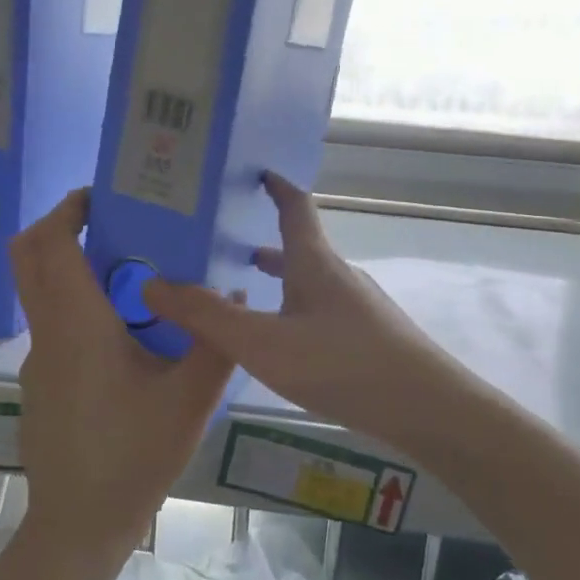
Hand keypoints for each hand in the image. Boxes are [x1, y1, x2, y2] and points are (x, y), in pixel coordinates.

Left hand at [10, 189, 236, 557]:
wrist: (78, 528)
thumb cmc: (133, 458)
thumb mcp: (190, 400)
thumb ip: (216, 343)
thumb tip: (235, 299)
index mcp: (77, 326)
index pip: (50, 244)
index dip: (68, 208)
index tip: (104, 196)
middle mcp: (48, 333)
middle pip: (28, 257)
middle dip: (61, 226)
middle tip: (113, 221)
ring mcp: (38, 360)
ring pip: (40, 290)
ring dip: (73, 266)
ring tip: (134, 270)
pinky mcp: (41, 382)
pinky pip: (53, 324)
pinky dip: (78, 304)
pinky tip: (127, 333)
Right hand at [143, 173, 476, 458]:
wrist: (428, 408)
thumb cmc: (342, 364)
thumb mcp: (263, 343)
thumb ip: (207, 317)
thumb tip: (152, 284)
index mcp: (314, 262)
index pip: (295, 207)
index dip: (276, 187)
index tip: (256, 171)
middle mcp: (338, 275)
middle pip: (300, 246)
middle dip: (266, 239)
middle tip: (227, 242)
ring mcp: (359, 306)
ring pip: (311, 280)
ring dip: (280, 277)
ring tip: (248, 287)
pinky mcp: (371, 337)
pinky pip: (322, 309)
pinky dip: (296, 308)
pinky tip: (287, 339)